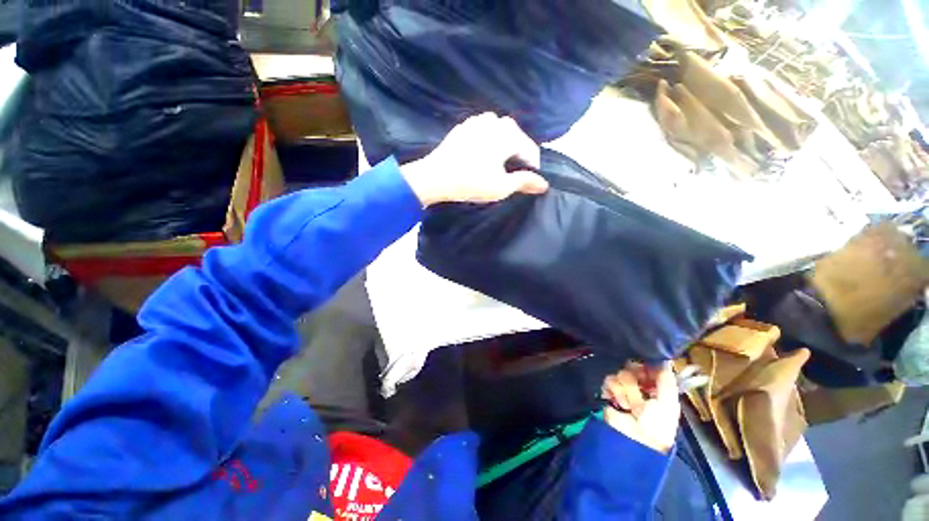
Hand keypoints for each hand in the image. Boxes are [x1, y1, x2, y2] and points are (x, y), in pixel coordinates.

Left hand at [400, 113, 548, 206]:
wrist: (435, 177)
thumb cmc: (471, 182)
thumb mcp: (501, 187)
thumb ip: (525, 182)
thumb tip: (544, 184)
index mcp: (507, 132)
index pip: (530, 150)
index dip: (532, 169)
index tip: (528, 183)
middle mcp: (495, 120)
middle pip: (516, 140)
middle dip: (517, 158)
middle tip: (511, 177)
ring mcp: (477, 121)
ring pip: (500, 135)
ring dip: (503, 150)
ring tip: (497, 168)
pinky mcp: (464, 127)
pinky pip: (484, 134)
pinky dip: (488, 145)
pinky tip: (482, 159)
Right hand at [601, 363, 680, 453]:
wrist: (633, 439)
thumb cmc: (657, 425)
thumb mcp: (668, 404)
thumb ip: (666, 381)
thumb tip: (665, 359)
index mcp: (655, 387)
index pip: (649, 366)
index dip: (648, 367)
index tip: (649, 371)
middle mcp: (638, 385)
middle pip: (633, 366)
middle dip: (637, 379)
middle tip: (641, 392)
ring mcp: (622, 387)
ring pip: (621, 373)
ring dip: (627, 390)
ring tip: (630, 406)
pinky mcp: (608, 390)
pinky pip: (609, 380)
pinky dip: (615, 391)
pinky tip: (620, 403)